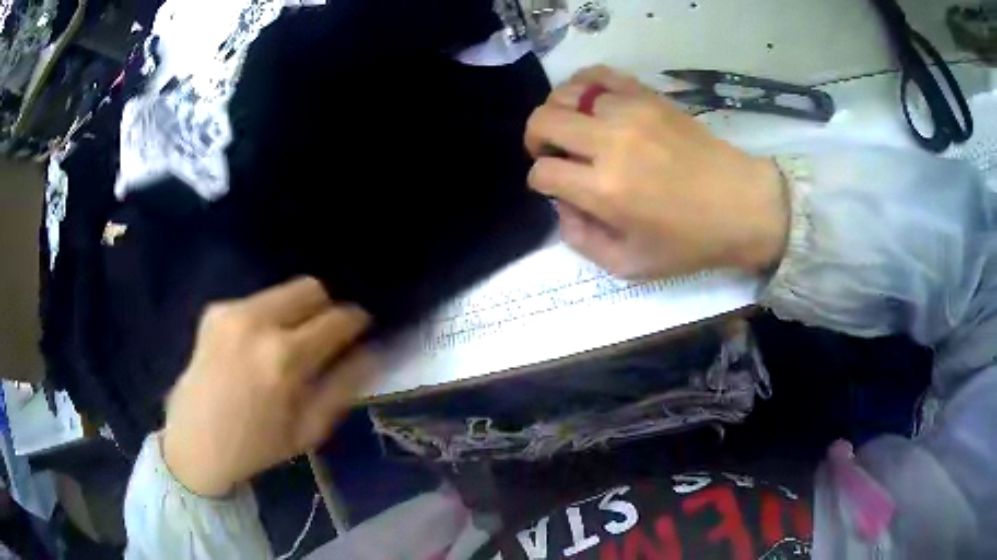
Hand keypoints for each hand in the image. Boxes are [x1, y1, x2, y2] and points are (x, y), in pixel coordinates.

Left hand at [162, 277, 372, 496]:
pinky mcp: (215, 311)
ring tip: (288, 345)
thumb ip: (344, 386)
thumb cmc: (257, 446)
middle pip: (310, 287)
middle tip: (324, 337)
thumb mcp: (309, 429)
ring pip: (283, 291)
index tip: (360, 330)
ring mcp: (232, 312)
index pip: (338, 319)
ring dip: (296, 312)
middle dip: (326, 307)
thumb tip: (374, 352)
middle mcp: (257, 322)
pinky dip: (268, 318)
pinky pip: (257, 302)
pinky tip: (256, 347)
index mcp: (284, 358)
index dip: (357, 321)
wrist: (195, 443)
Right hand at [525, 66, 789, 278]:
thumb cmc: (689, 241)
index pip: (544, 172)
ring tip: (573, 129)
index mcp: (605, 190)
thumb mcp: (631, 265)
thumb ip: (583, 242)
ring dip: (558, 113)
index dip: (540, 181)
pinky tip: (590, 103)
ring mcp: (630, 112)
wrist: (741, 204)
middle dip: (536, 139)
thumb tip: (561, 207)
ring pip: (566, 94)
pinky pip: (599, 75)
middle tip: (551, 153)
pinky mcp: (647, 96)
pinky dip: (583, 85)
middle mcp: (611, 143)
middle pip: (543, 121)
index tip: (554, 187)